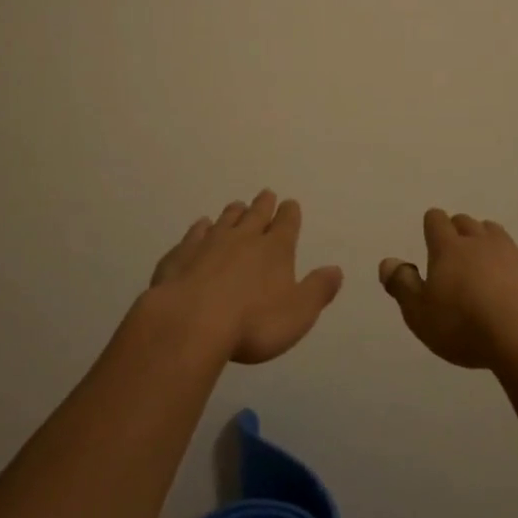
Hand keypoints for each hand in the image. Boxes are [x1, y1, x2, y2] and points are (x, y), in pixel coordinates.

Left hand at [142, 190, 344, 364]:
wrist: (191, 321)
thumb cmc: (253, 323)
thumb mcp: (298, 313)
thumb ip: (318, 290)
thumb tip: (336, 270)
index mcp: (275, 249)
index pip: (286, 224)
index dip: (290, 213)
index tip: (290, 203)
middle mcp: (243, 238)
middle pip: (256, 214)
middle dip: (263, 205)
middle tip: (266, 194)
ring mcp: (209, 242)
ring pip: (225, 219)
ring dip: (234, 212)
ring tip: (237, 206)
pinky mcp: (182, 254)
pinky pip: (194, 234)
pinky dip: (200, 228)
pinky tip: (201, 226)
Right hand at [379, 208, 517, 369]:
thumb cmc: (465, 326)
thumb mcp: (420, 314)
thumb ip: (402, 285)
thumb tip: (388, 261)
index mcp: (449, 249)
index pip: (436, 220)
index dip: (432, 225)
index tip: (430, 237)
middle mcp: (482, 243)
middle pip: (467, 223)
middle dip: (459, 231)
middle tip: (455, 254)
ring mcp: (515, 255)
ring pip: (497, 235)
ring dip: (487, 243)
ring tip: (484, 267)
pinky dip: (514, 269)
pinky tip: (514, 294)